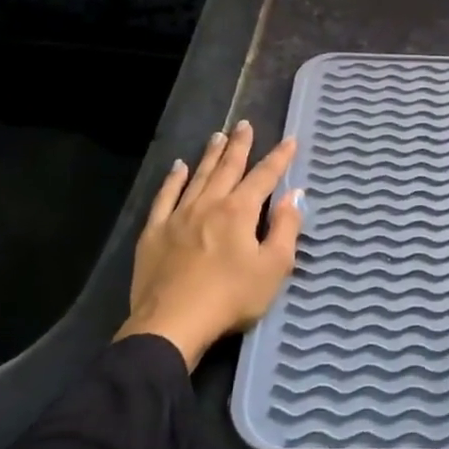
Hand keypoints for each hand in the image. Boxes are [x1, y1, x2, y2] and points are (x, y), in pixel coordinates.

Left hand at [115, 120, 302, 368]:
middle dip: (240, 146)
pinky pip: (165, 197)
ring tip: (218, 136)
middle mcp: (209, 204)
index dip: (279, 158)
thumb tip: (294, 195)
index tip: (290, 140)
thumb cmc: (231, 298)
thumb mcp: (273, 267)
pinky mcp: (154, 233)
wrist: (172, 324)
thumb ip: (286, 228)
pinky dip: (173, 180)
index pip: (264, 177)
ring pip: (197, 177)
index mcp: (239, 212)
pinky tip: (178, 168)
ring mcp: (178, 216)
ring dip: (210, 155)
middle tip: (245, 124)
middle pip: (227, 168)